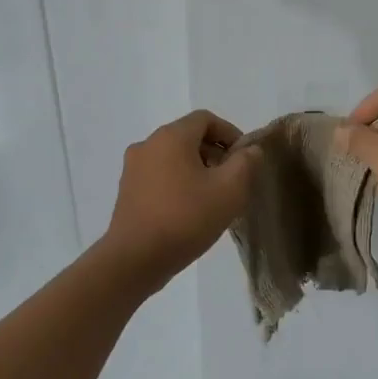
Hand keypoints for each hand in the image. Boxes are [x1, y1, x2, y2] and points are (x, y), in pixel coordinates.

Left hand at [101, 110, 259, 287]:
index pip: (206, 119)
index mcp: (171, 137)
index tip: (245, 159)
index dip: (230, 133)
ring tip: (214, 198)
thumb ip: (246, 163)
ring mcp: (133, 168)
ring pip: (174, 158)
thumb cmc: (186, 218)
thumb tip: (250, 150)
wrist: (135, 259)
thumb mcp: (230, 190)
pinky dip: (179, 183)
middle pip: (189, 137)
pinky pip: (160, 176)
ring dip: (198, 170)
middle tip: (233, 181)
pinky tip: (190, 211)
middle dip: (215, 154)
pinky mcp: (127, 191)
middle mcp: (148, 145)